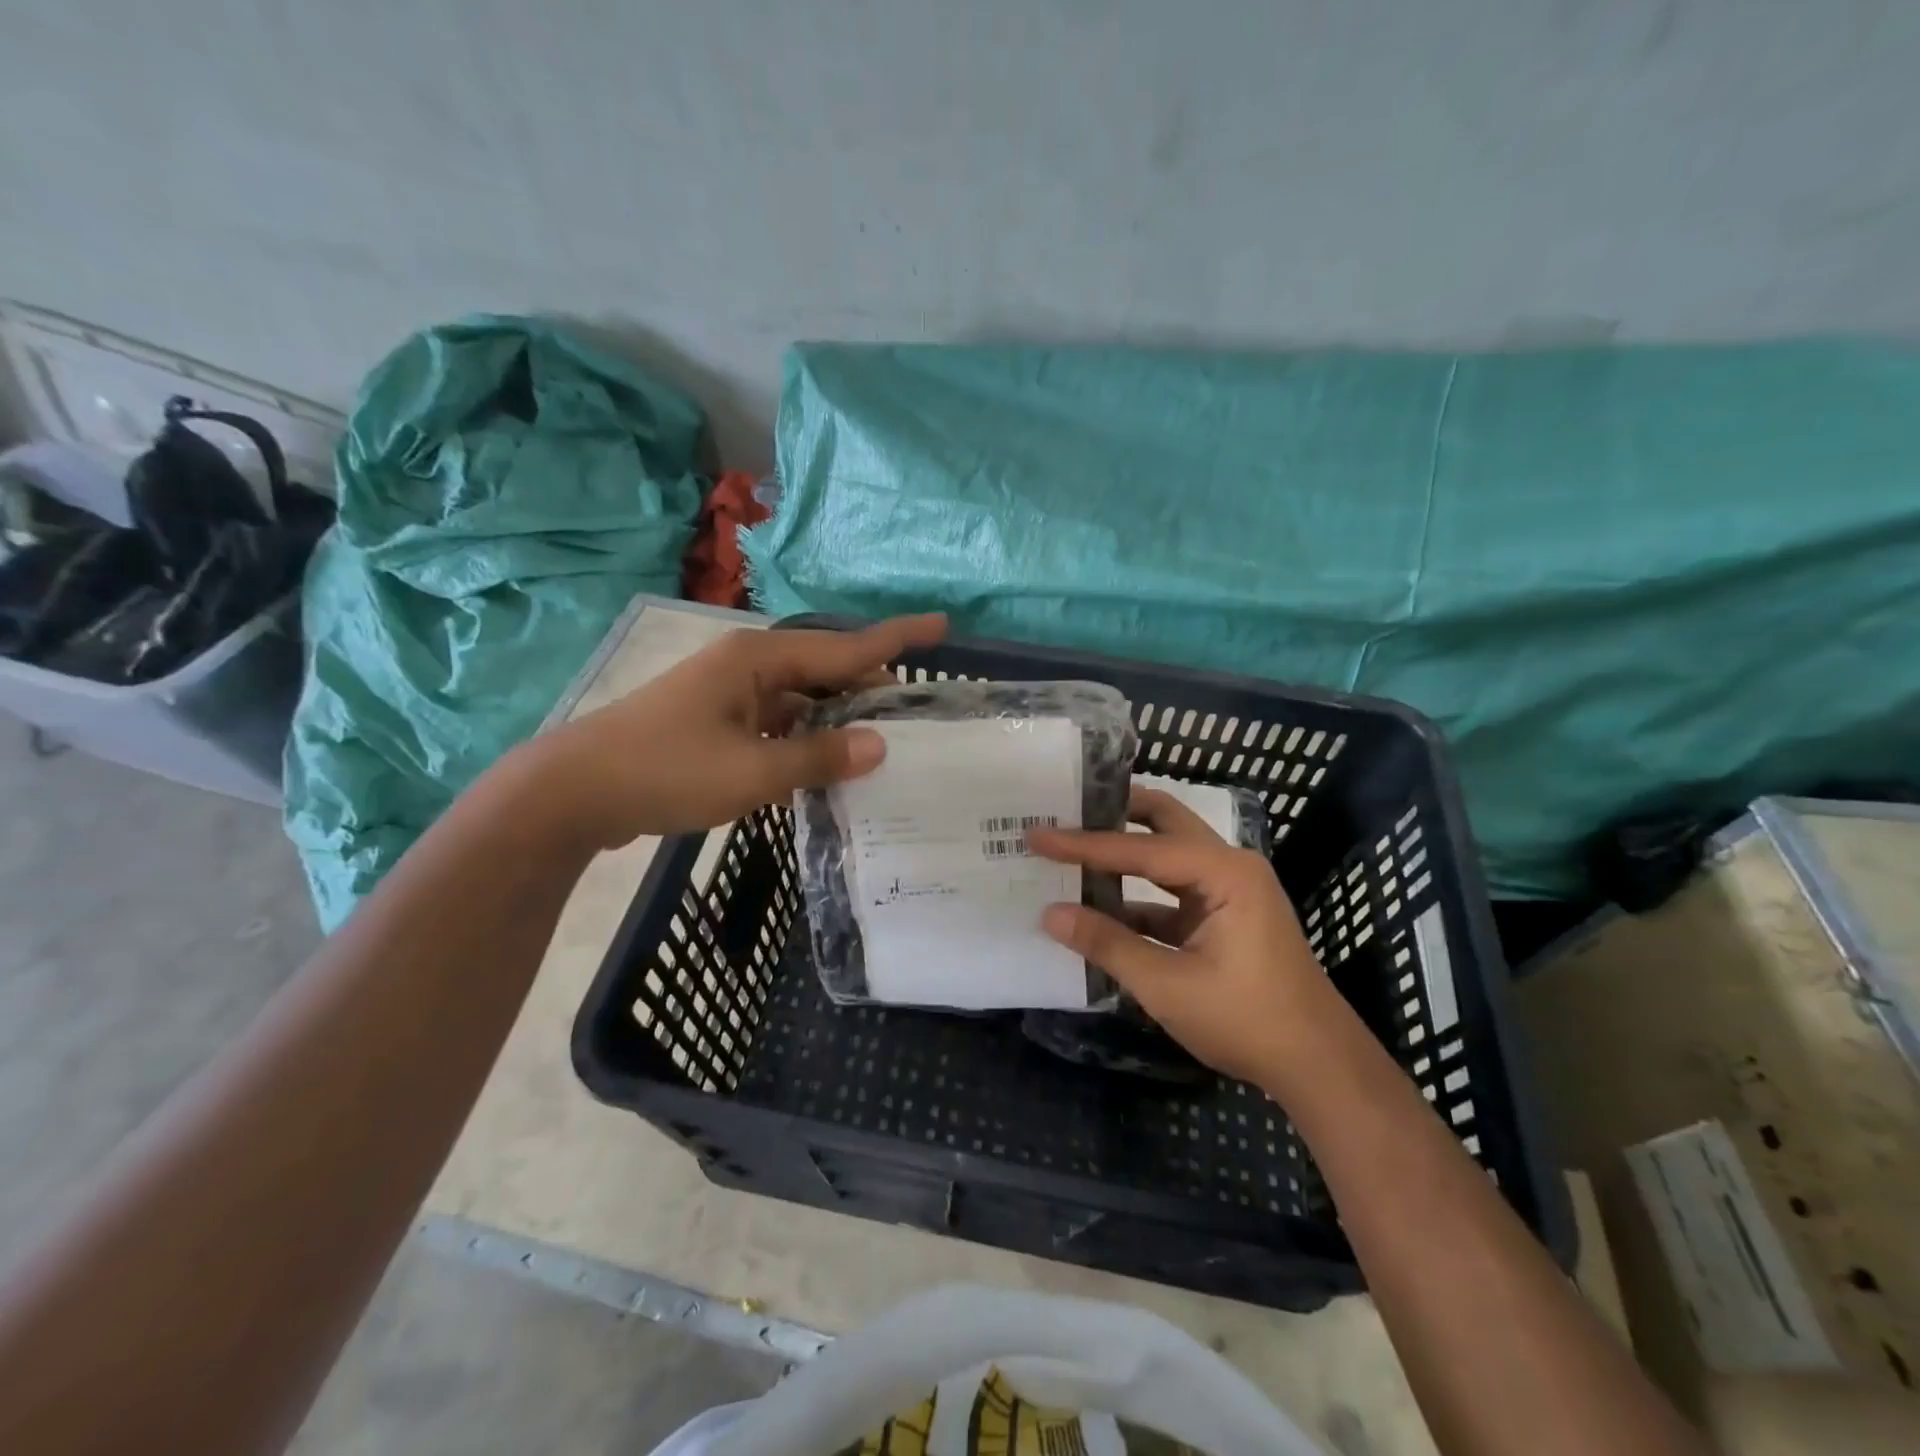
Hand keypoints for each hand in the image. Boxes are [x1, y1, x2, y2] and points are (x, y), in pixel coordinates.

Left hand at [527, 614, 946, 848]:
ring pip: (802, 702)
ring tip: (881, 747)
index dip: (896, 638)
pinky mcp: (717, 725)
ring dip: (837, 722)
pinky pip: (778, 725)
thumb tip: (880, 745)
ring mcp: (729, 696)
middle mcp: (748, 667)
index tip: (941, 625)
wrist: (574, 793)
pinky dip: (805, 742)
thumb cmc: (665, 770)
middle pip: (825, 672)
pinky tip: (827, 768)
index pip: (844, 647)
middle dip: (869, 690)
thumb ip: (818, 757)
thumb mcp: (751, 770)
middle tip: (914, 716)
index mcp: (758, 660)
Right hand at [1028, 788, 1337, 1085]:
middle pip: (1164, 823)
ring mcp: (1229, 891)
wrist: (1318, 1066)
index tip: (1038, 835)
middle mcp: (1229, 867)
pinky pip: (1171, 892)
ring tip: (1072, 850)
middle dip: (1114, 815)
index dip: (1084, 844)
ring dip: (1123, 855)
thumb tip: (1050, 913)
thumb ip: (1107, 943)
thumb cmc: (1247, 1020)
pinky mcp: (1223, 917)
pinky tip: (1099, 906)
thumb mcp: (1167, 985)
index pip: (1140, 848)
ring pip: (1167, 856)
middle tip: (1065, 811)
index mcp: (1224, 872)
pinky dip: (1136, 897)